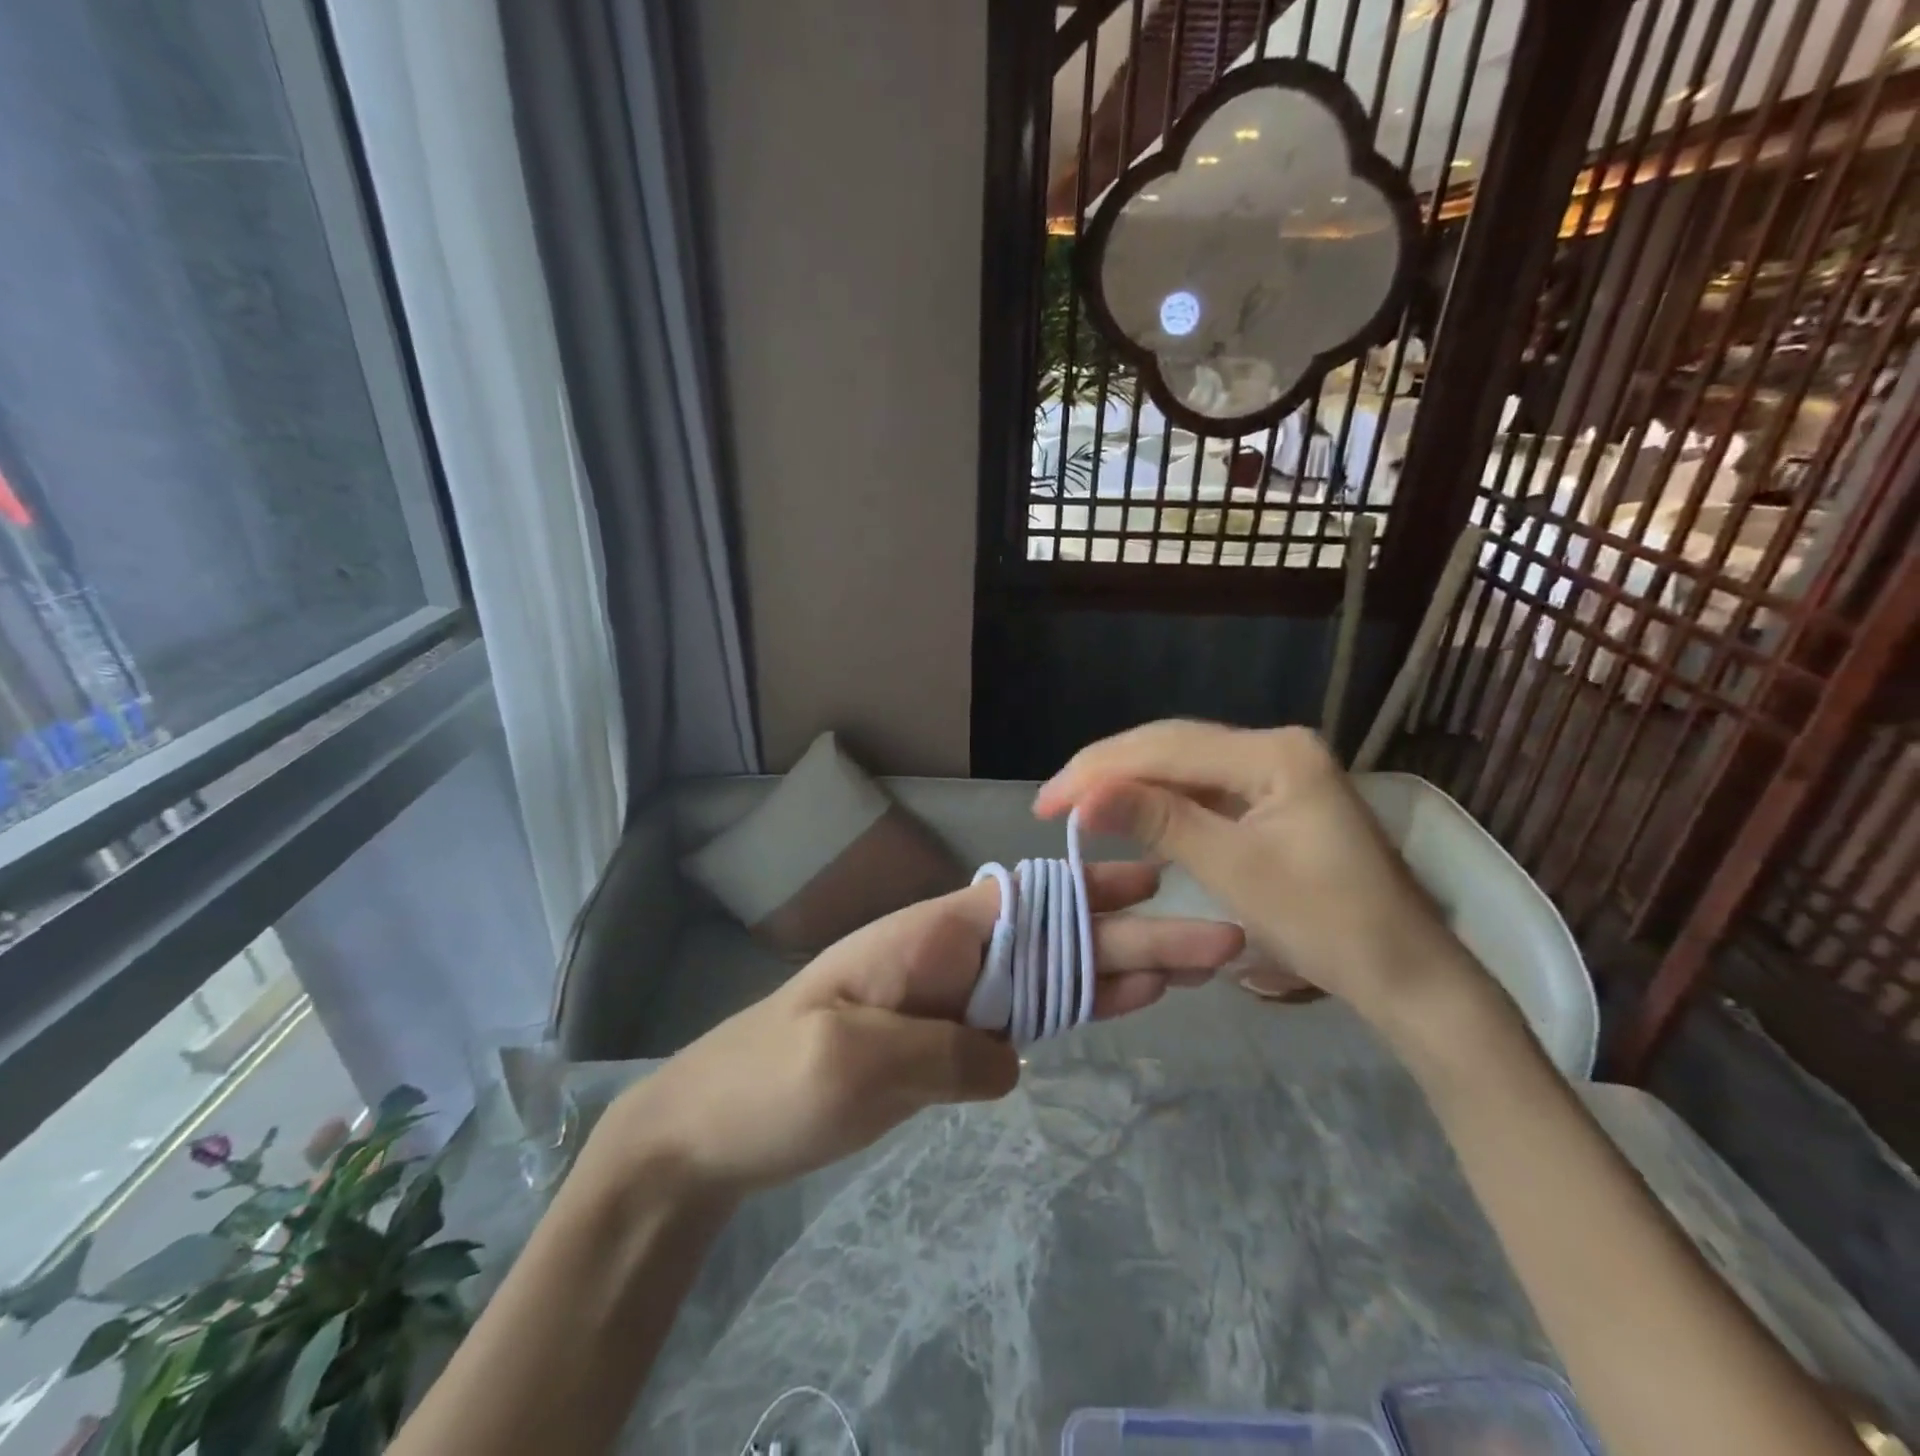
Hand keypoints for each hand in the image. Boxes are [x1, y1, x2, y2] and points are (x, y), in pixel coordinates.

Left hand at [602, 866, 1242, 1197]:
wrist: (712, 1127)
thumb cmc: (770, 1081)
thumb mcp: (851, 1064)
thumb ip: (944, 1052)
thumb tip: (1009, 1055)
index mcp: (928, 936)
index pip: (1027, 904)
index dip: (1094, 892)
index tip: (1160, 881)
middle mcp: (949, 955)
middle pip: (1055, 939)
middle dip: (1135, 936)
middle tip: (1219, 942)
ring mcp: (951, 997)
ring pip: (1051, 974)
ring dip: (1121, 968)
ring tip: (1192, 968)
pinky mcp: (947, 1040)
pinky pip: (1027, 1017)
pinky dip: (1079, 1008)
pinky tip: (1123, 1005)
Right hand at [1034, 721, 1487, 1027]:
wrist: (1407, 976)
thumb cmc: (1326, 925)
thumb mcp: (1233, 869)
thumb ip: (1157, 820)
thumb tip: (1083, 798)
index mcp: (1274, 752)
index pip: (1165, 747)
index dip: (1098, 771)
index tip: (1045, 803)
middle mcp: (1275, 746)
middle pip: (1172, 746)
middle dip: (1107, 772)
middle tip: (1051, 803)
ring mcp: (1277, 771)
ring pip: (1183, 765)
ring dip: (1129, 784)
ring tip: (1078, 805)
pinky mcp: (1274, 798)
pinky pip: (1203, 789)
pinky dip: (1160, 803)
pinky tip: (1129, 814)